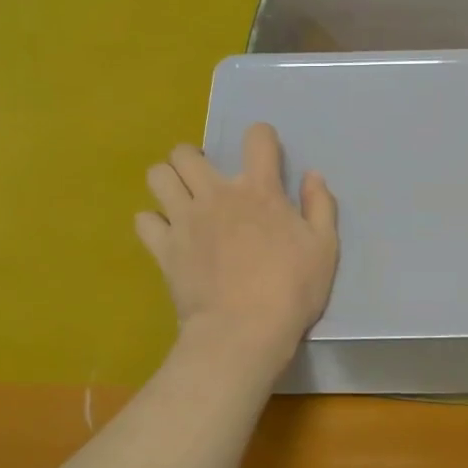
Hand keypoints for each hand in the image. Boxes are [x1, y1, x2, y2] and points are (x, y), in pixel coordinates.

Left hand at [137, 123, 338, 376]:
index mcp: (259, 190)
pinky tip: (167, 236)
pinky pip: (143, 220)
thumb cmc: (292, 290)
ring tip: (180, 201)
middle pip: (186, 152)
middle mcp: (216, 194)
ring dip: (167, 182)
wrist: (244, 330)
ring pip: (157, 176)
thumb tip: (313, 175)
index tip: (265, 154)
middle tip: (206, 182)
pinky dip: (153, 224)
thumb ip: (320, 206)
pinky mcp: (164, 248)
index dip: (261, 137)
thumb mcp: (324, 248)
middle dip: (194, 159)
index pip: (256, 137)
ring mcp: (185, 219)